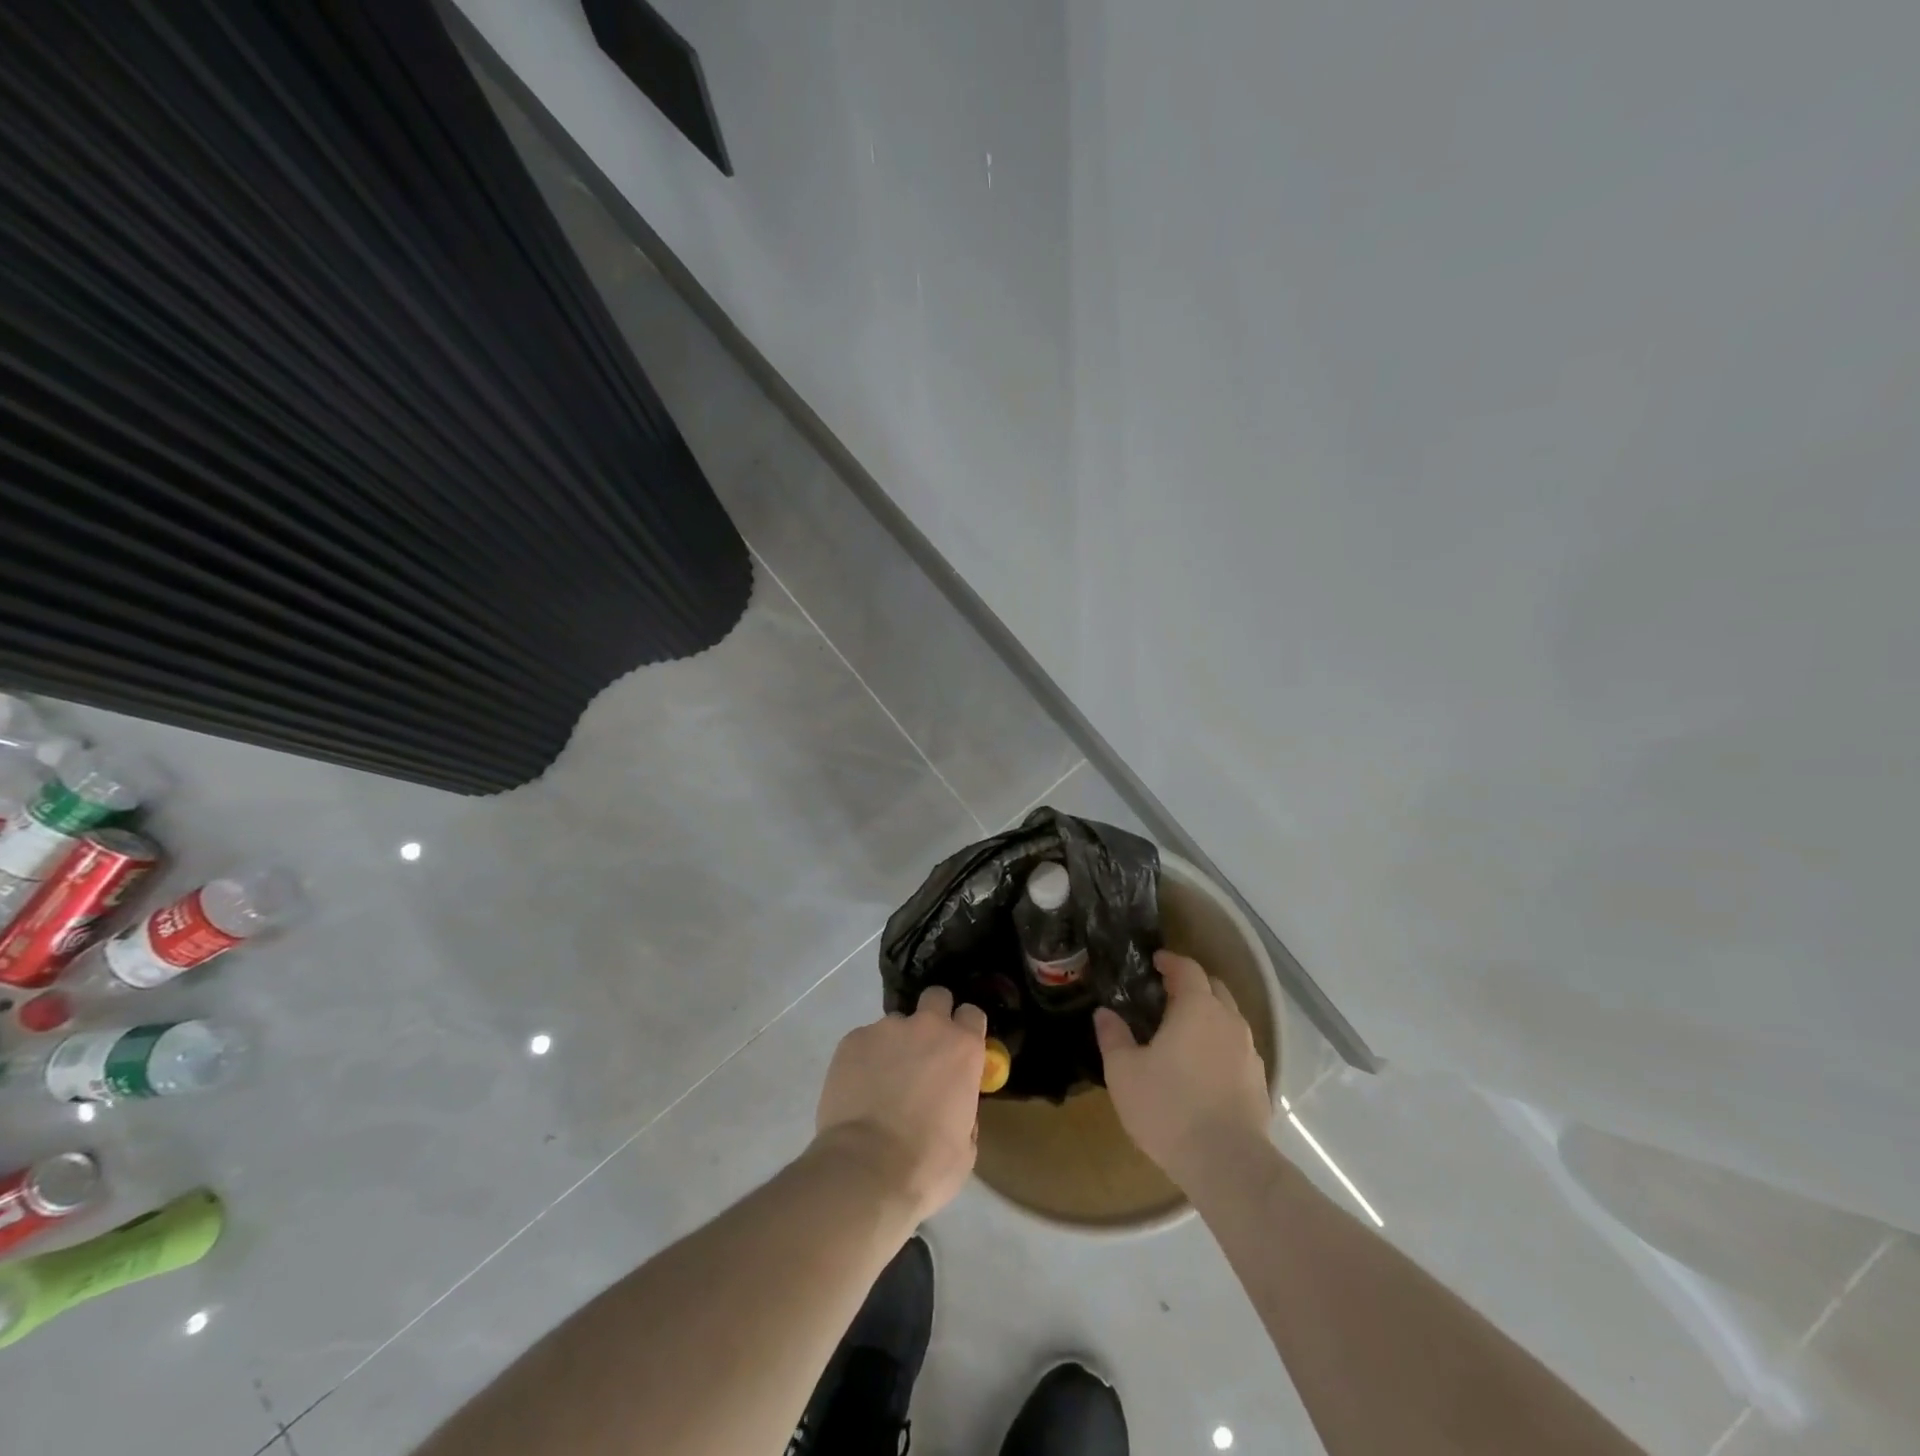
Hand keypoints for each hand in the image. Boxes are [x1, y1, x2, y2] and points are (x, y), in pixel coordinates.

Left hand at [813, 987, 987, 1222]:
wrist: (864, 1171)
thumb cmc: (926, 1166)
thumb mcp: (966, 1146)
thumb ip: (964, 1109)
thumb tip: (954, 1103)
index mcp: (962, 1048)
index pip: (972, 1014)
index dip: (967, 1030)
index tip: (961, 1050)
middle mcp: (927, 1027)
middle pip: (936, 997)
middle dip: (934, 1016)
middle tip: (925, 1051)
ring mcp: (886, 1029)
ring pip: (896, 1024)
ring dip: (895, 1045)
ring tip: (882, 1083)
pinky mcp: (852, 1040)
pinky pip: (865, 1041)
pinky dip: (865, 1059)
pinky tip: (859, 1090)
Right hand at [1095, 950, 1271, 1187]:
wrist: (1227, 1164)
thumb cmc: (1169, 1108)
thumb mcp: (1124, 1072)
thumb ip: (1113, 1037)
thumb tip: (1104, 1013)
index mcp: (1197, 1007)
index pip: (1188, 969)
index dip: (1171, 962)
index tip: (1155, 962)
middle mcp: (1228, 1021)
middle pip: (1214, 989)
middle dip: (1193, 985)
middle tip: (1167, 995)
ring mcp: (1249, 1052)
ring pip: (1229, 1019)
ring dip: (1209, 1016)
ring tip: (1185, 1032)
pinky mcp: (1259, 1082)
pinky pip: (1238, 1050)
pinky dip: (1221, 1046)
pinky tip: (1204, 1068)